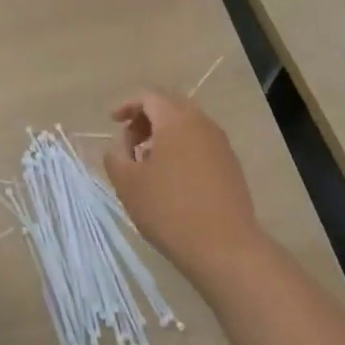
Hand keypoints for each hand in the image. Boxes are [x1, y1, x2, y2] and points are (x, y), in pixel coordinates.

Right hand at [103, 90, 273, 291]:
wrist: (224, 247)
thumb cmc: (169, 209)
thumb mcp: (127, 183)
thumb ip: (116, 156)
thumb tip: (121, 146)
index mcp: (177, 121)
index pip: (149, 97)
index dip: (127, 105)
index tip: (113, 121)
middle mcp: (203, 125)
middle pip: (171, 107)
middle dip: (147, 118)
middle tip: (130, 141)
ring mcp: (221, 145)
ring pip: (188, 126)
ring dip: (164, 135)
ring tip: (148, 162)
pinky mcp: (231, 167)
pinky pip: (201, 144)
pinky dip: (182, 149)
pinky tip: (172, 178)